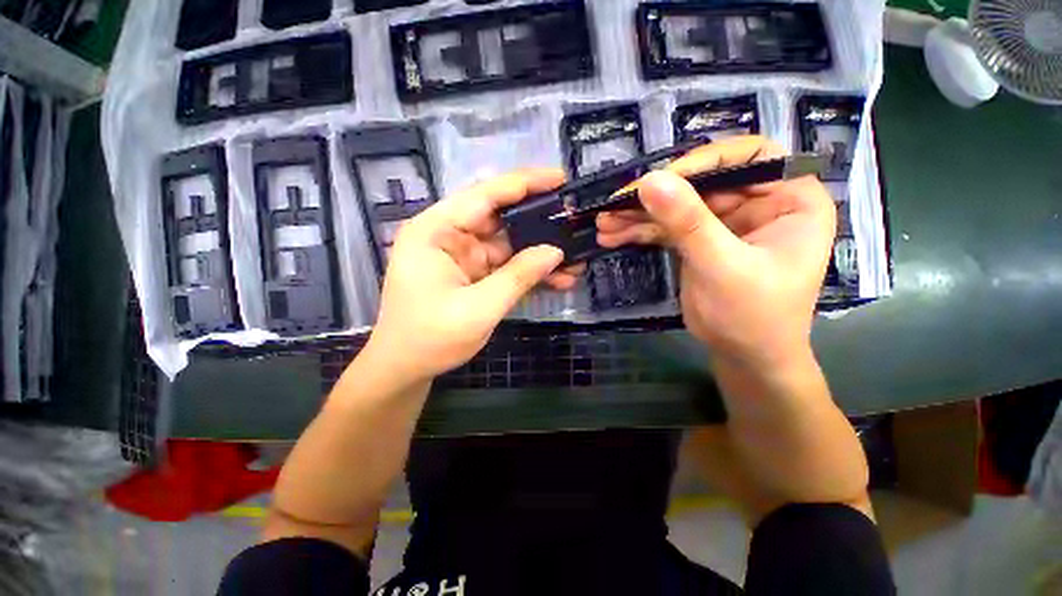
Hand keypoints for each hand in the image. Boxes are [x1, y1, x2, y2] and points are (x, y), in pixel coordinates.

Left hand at [365, 169, 582, 383]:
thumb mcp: (478, 309)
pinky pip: (507, 266)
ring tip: (577, 257)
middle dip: (539, 221)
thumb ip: (518, 277)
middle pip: (501, 218)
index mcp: (436, 231)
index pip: (484, 195)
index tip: (560, 178)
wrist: (406, 369)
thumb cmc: (430, 339)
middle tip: (575, 220)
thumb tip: (555, 251)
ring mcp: (464, 256)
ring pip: (509, 244)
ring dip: (540, 253)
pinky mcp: (475, 274)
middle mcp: (449, 236)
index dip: (524, 184)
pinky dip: (531, 272)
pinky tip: (559, 278)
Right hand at [596, 136, 835, 368]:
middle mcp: (759, 202)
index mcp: (790, 198)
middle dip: (655, 196)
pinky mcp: (699, 240)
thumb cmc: (753, 316)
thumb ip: (688, 223)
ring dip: (639, 215)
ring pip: (678, 205)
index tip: (660, 180)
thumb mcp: (722, 267)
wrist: (744, 357)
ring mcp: (725, 222)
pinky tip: (613, 236)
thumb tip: (650, 181)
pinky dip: (639, 231)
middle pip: (701, 182)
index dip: (704, 161)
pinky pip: (666, 227)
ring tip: (604, 224)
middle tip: (614, 205)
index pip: (749, 156)